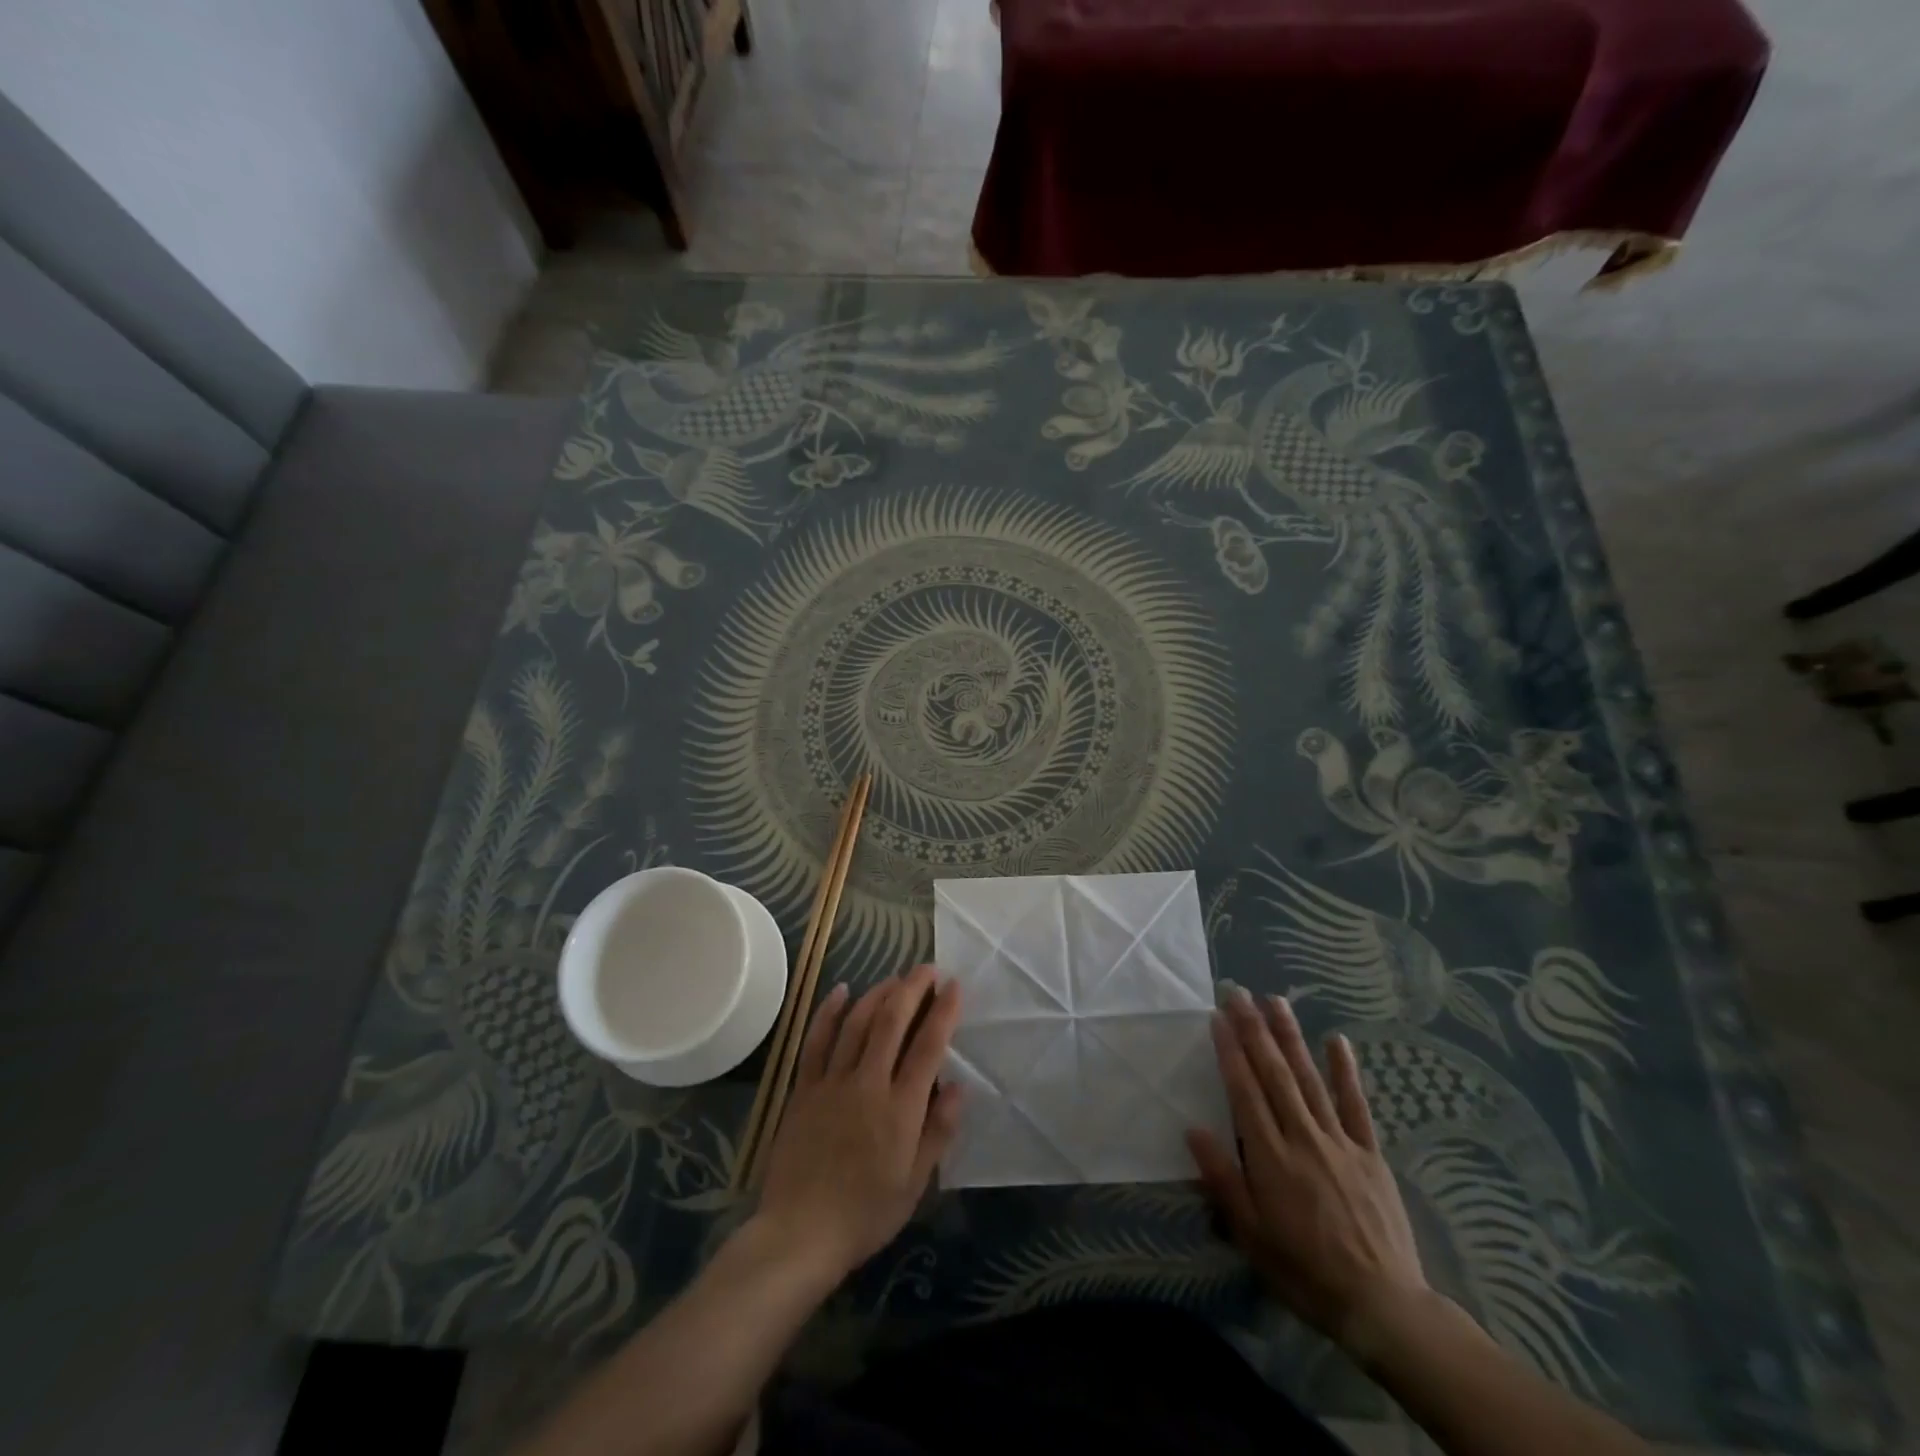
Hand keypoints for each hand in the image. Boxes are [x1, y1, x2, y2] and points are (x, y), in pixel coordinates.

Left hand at [755, 965, 964, 1283]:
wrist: (799, 1234)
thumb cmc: (865, 1214)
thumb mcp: (915, 1184)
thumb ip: (938, 1132)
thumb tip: (958, 1086)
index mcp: (900, 1108)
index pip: (928, 1046)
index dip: (943, 1011)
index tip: (954, 986)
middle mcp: (867, 1083)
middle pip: (892, 1021)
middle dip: (912, 988)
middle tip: (927, 969)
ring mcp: (832, 1082)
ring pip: (857, 1023)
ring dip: (878, 993)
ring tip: (895, 977)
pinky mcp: (804, 1088)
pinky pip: (817, 1040)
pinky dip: (830, 1012)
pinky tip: (842, 991)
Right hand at [1187, 990, 1428, 1352]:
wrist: (1382, 1306)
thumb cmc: (1304, 1270)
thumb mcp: (1251, 1234)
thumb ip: (1223, 1179)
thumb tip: (1193, 1129)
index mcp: (1270, 1157)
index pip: (1244, 1091)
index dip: (1230, 1051)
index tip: (1217, 1017)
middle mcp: (1302, 1137)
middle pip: (1274, 1074)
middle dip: (1254, 1030)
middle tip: (1239, 993)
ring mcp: (1339, 1142)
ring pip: (1309, 1079)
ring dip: (1291, 1037)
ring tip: (1275, 1001)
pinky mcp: (1370, 1153)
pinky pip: (1356, 1105)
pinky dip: (1346, 1072)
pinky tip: (1337, 1040)